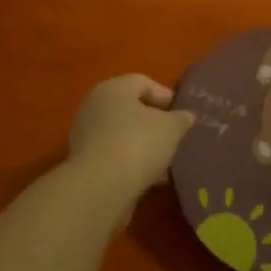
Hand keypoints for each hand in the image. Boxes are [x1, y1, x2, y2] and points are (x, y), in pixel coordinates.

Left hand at [67, 74, 195, 213]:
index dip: (166, 96)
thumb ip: (181, 119)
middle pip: (131, 109)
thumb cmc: (138, 144)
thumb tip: (186, 116)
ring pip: (122, 135)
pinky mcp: (84, 164)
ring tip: (166, 162)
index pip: (143, 83)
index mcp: (113, 88)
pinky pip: (114, 156)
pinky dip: (131, 163)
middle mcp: (95, 106)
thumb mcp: (172, 128)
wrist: (100, 188)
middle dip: (154, 123)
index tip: (183, 115)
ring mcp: (86, 136)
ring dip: (143, 146)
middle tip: (175, 137)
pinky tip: (149, 179)